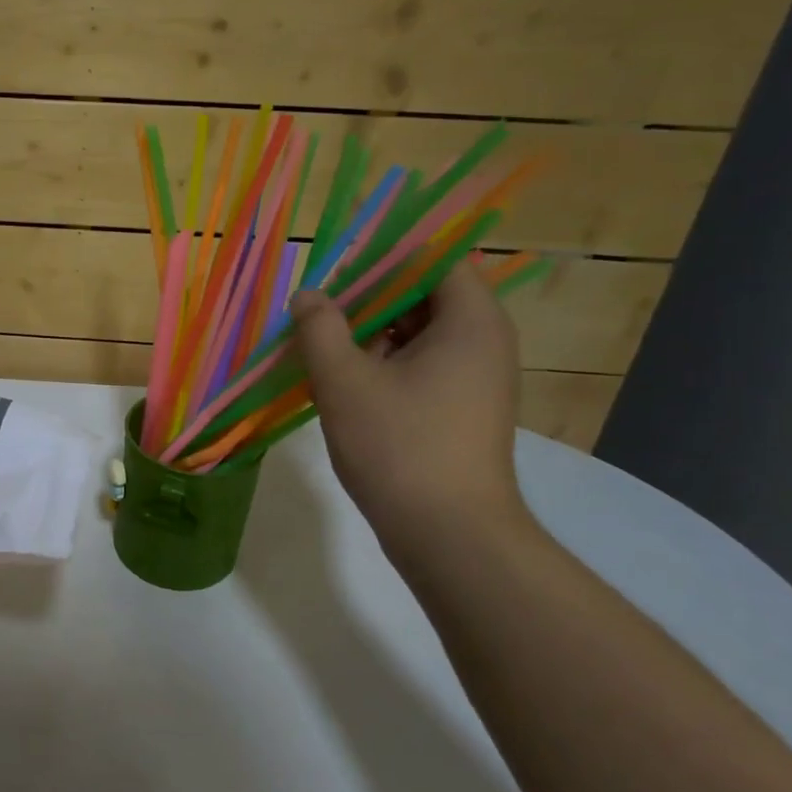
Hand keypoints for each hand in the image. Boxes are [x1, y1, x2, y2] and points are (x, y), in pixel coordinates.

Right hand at [290, 266, 524, 552]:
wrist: (448, 533)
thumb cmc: (399, 447)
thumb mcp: (345, 382)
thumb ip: (321, 329)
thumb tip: (308, 295)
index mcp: (470, 321)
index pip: (434, 260)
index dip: (384, 259)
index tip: (337, 272)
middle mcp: (484, 341)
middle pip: (425, 296)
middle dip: (369, 299)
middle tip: (319, 313)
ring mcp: (477, 378)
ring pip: (419, 335)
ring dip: (371, 335)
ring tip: (322, 349)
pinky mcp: (463, 408)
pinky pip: (422, 366)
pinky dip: (384, 365)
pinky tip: (343, 383)